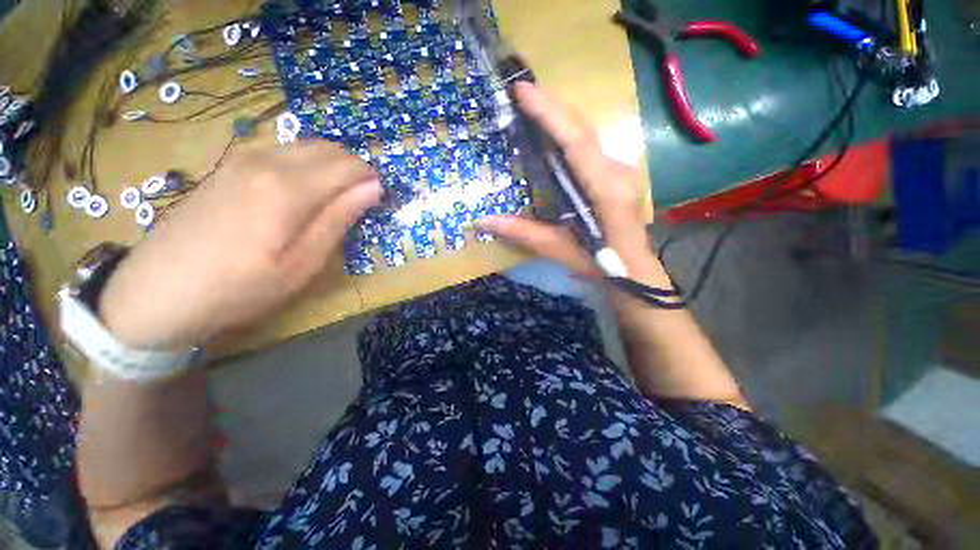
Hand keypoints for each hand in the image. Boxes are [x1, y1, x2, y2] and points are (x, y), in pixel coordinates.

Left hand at [99, 141, 381, 348]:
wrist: (157, 292)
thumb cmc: (239, 288)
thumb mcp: (302, 263)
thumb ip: (338, 219)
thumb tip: (372, 188)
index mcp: (287, 188)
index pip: (348, 167)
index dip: (371, 179)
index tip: (379, 199)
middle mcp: (265, 161)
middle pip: (328, 149)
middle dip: (354, 169)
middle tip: (361, 200)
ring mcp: (242, 159)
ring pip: (305, 146)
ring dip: (331, 166)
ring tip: (336, 198)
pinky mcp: (228, 166)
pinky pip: (282, 151)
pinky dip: (306, 164)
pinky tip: (303, 192)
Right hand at [476, 83, 664, 282]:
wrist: (633, 271)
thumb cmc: (600, 263)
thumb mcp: (559, 249)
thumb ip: (523, 233)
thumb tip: (482, 222)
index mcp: (606, 190)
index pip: (577, 143)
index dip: (551, 115)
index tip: (524, 91)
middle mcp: (616, 172)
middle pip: (583, 130)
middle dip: (552, 107)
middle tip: (522, 92)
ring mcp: (618, 171)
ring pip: (587, 135)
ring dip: (560, 118)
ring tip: (532, 107)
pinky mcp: (614, 175)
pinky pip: (588, 148)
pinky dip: (567, 135)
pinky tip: (551, 134)